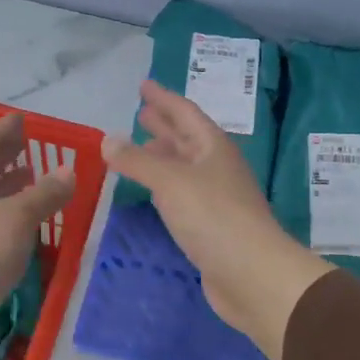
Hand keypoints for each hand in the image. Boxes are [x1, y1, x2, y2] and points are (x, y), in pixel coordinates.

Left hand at [0, 114, 74, 342]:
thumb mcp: (20, 215)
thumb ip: (46, 192)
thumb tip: (69, 170)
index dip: (6, 129)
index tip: (22, 119)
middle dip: (6, 156)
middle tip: (27, 146)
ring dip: (8, 186)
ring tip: (31, 179)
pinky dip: (7, 212)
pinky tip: (23, 220)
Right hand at [102, 81, 332, 359]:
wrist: (251, 274)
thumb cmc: (213, 217)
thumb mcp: (170, 182)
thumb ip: (137, 161)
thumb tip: (107, 139)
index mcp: (213, 147)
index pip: (185, 112)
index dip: (163, 98)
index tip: (144, 85)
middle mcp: (216, 167)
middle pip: (187, 138)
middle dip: (164, 124)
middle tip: (141, 112)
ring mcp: (215, 197)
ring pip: (184, 167)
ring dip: (163, 155)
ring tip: (139, 147)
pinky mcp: (210, 226)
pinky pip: (182, 195)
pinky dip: (164, 186)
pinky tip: (153, 191)